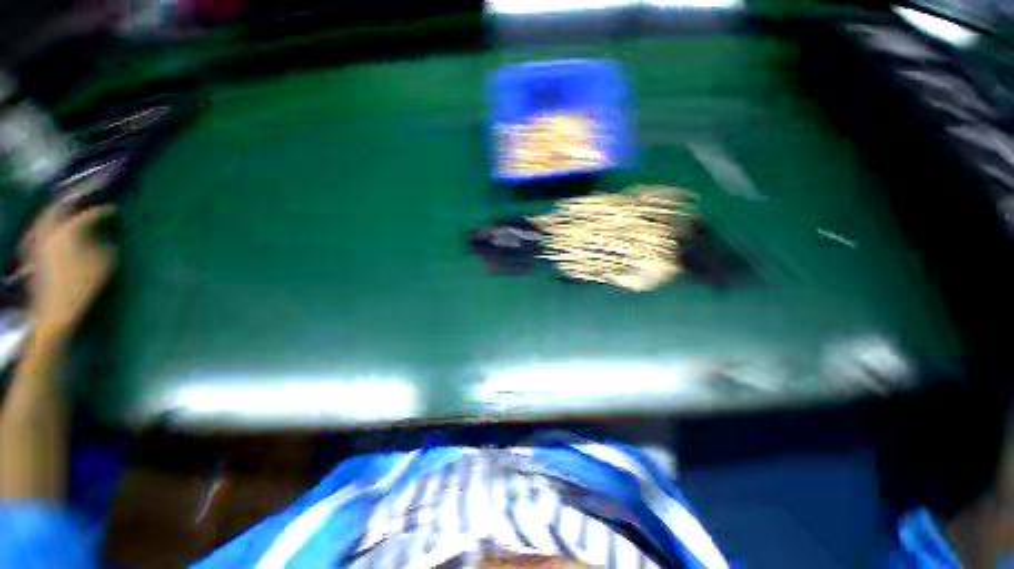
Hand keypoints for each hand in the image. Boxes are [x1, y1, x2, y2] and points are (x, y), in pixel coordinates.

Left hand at [23, 205, 116, 337]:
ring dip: (55, 214)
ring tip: (66, 215)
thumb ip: (106, 248)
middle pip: (56, 209)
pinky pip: (38, 232)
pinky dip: (47, 228)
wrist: (53, 310)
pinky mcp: (32, 254)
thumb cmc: (81, 286)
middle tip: (81, 202)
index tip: (113, 210)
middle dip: (69, 204)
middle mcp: (49, 231)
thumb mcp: (103, 266)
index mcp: (68, 231)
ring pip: (44, 219)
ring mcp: (37, 243)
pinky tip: (51, 233)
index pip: (87, 215)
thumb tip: (107, 241)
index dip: (102, 211)